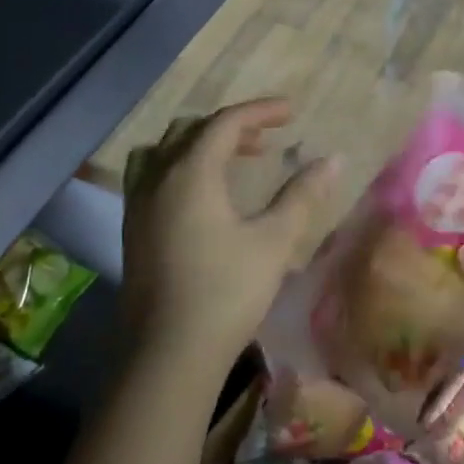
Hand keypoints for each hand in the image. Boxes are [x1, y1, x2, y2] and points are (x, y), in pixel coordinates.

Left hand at [121, 99, 335, 368]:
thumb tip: (331, 160)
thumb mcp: (273, 241)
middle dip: (231, 127)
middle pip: (191, 131)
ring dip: (199, 145)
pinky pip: (152, 176)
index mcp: (191, 172)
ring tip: (232, 161)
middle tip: (267, 138)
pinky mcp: (132, 230)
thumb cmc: (227, 292)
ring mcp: (138, 204)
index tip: (291, 112)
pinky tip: (201, 197)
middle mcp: (157, 178)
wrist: (169, 352)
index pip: (225, 123)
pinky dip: (179, 168)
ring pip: (165, 151)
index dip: (260, 111)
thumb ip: (301, 196)